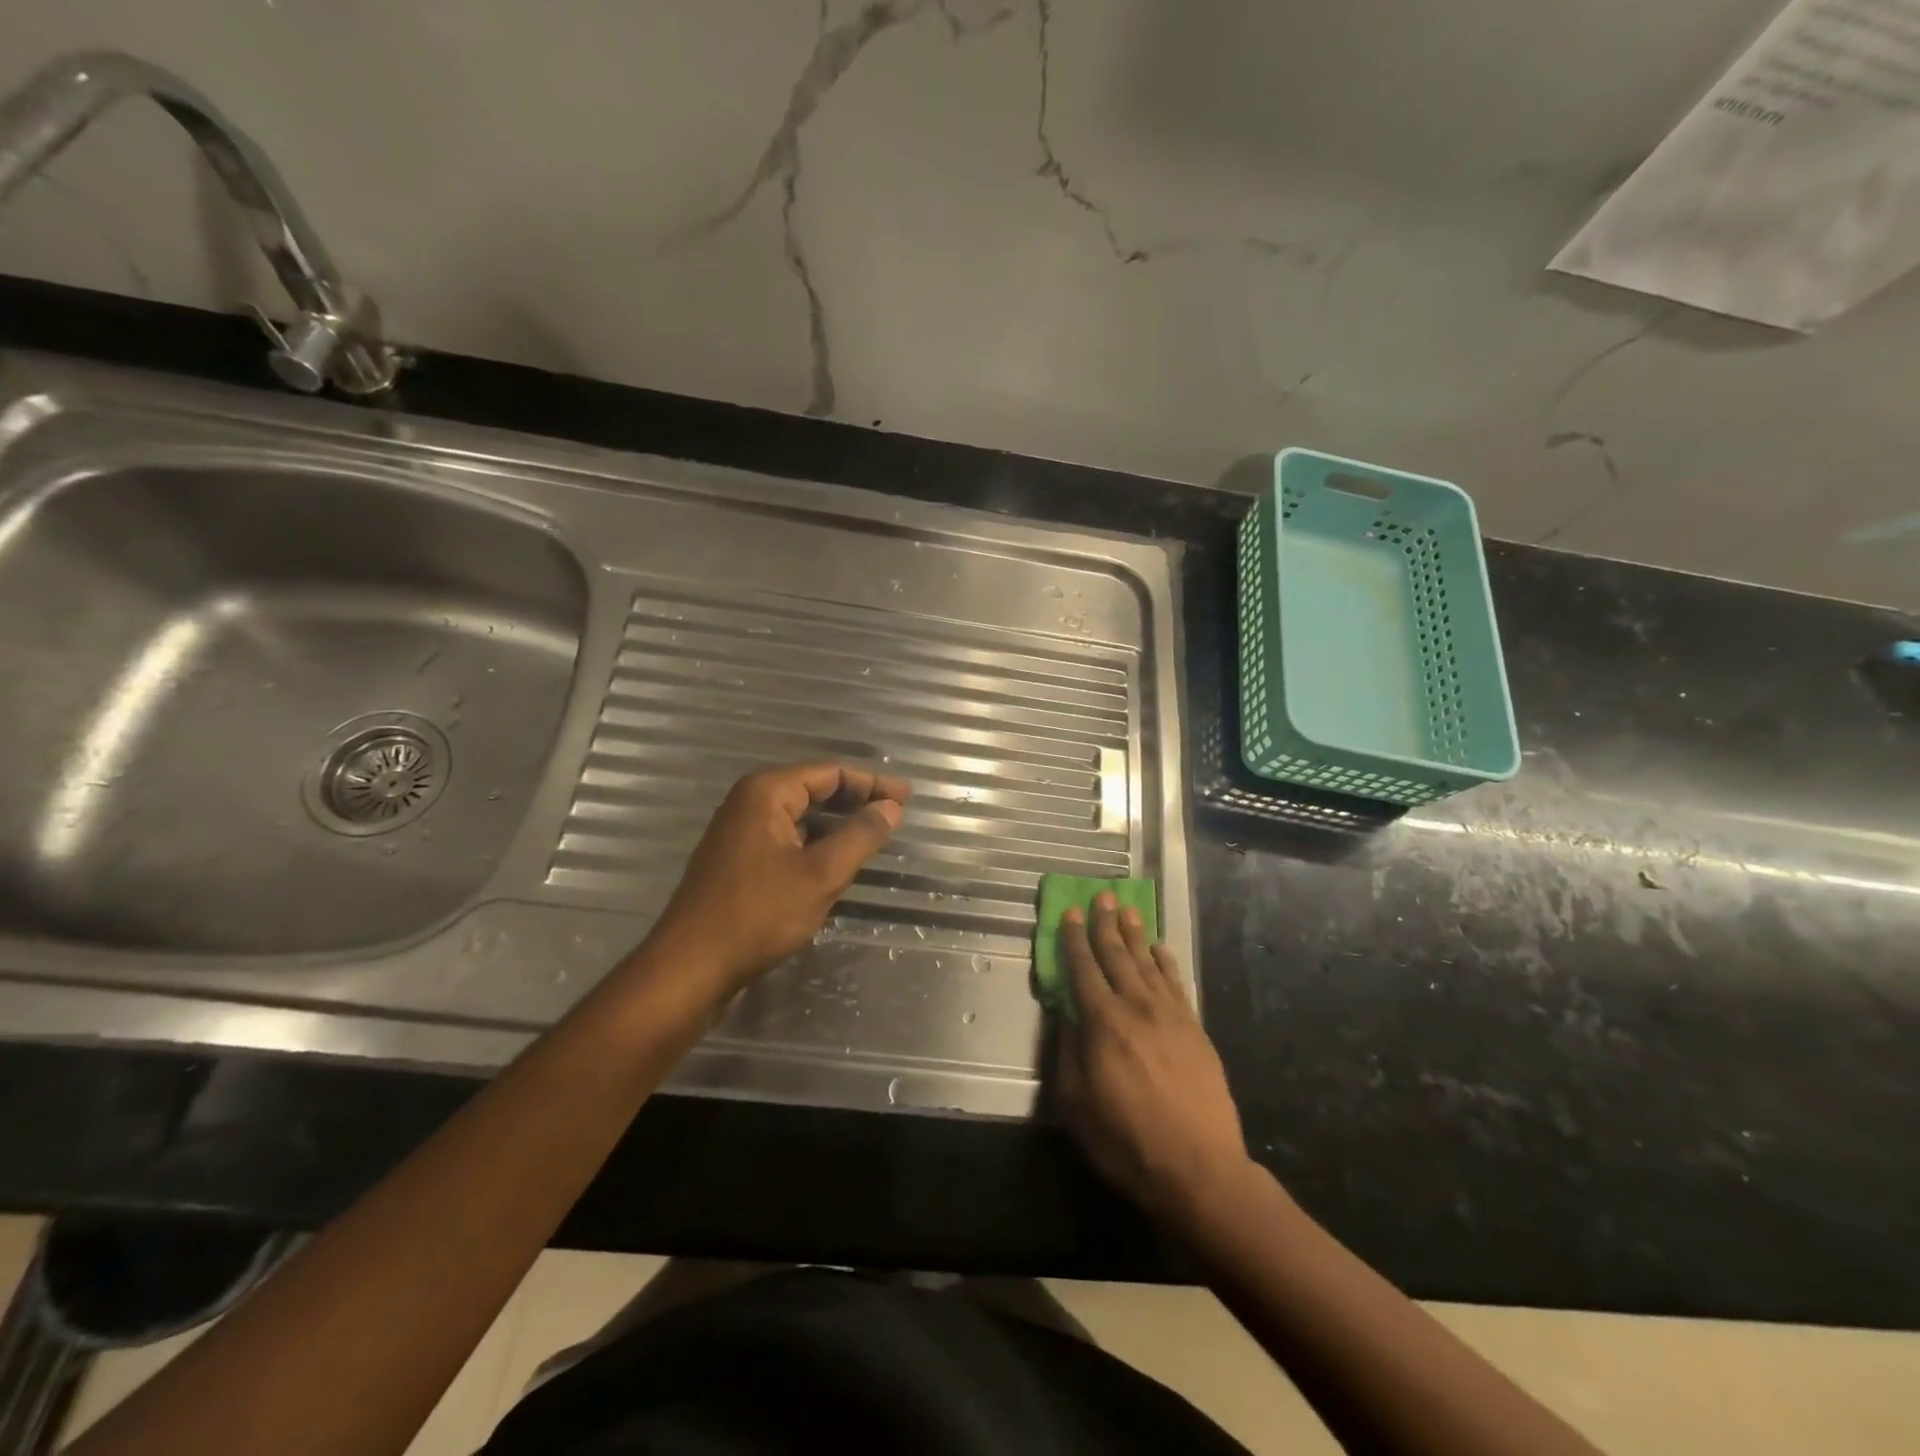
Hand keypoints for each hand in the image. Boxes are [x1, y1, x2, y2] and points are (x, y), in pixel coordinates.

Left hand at [647, 761, 909, 992]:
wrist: (691, 967)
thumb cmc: (759, 914)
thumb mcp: (821, 874)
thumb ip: (860, 836)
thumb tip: (890, 808)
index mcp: (766, 792)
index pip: (830, 772)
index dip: (872, 782)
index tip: (907, 797)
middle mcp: (749, 803)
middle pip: (813, 789)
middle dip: (856, 799)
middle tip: (895, 813)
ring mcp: (739, 832)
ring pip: (800, 816)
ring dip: (836, 823)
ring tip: (873, 835)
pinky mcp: (737, 861)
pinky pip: (786, 838)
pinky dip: (815, 843)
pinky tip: (835, 861)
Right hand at [1054, 894, 1249, 1221]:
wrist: (1198, 1168)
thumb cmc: (1126, 1141)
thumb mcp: (1075, 1104)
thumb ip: (1067, 1052)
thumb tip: (1066, 1014)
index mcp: (1102, 1023)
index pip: (1083, 969)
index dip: (1074, 939)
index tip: (1070, 912)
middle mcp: (1135, 1007)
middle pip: (1116, 955)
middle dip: (1105, 924)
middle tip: (1100, 895)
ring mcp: (1169, 1015)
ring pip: (1147, 962)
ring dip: (1135, 934)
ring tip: (1127, 909)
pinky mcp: (1194, 1028)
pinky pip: (1176, 983)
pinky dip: (1166, 962)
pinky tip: (1160, 948)